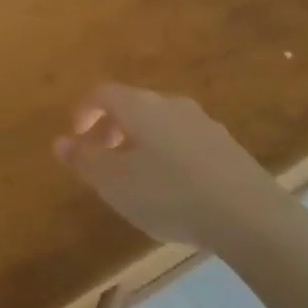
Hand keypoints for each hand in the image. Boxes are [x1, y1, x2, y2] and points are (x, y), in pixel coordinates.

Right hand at [53, 85, 283, 251]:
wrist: (248, 213)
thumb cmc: (169, 194)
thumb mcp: (115, 183)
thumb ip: (85, 160)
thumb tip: (60, 141)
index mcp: (140, 106)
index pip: (103, 93)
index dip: (84, 111)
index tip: (76, 137)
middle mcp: (170, 104)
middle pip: (132, 106)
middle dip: (112, 129)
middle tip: (102, 161)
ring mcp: (202, 122)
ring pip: (160, 123)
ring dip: (140, 142)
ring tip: (136, 178)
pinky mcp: (225, 145)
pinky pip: (184, 140)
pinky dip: (167, 154)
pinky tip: (173, 188)